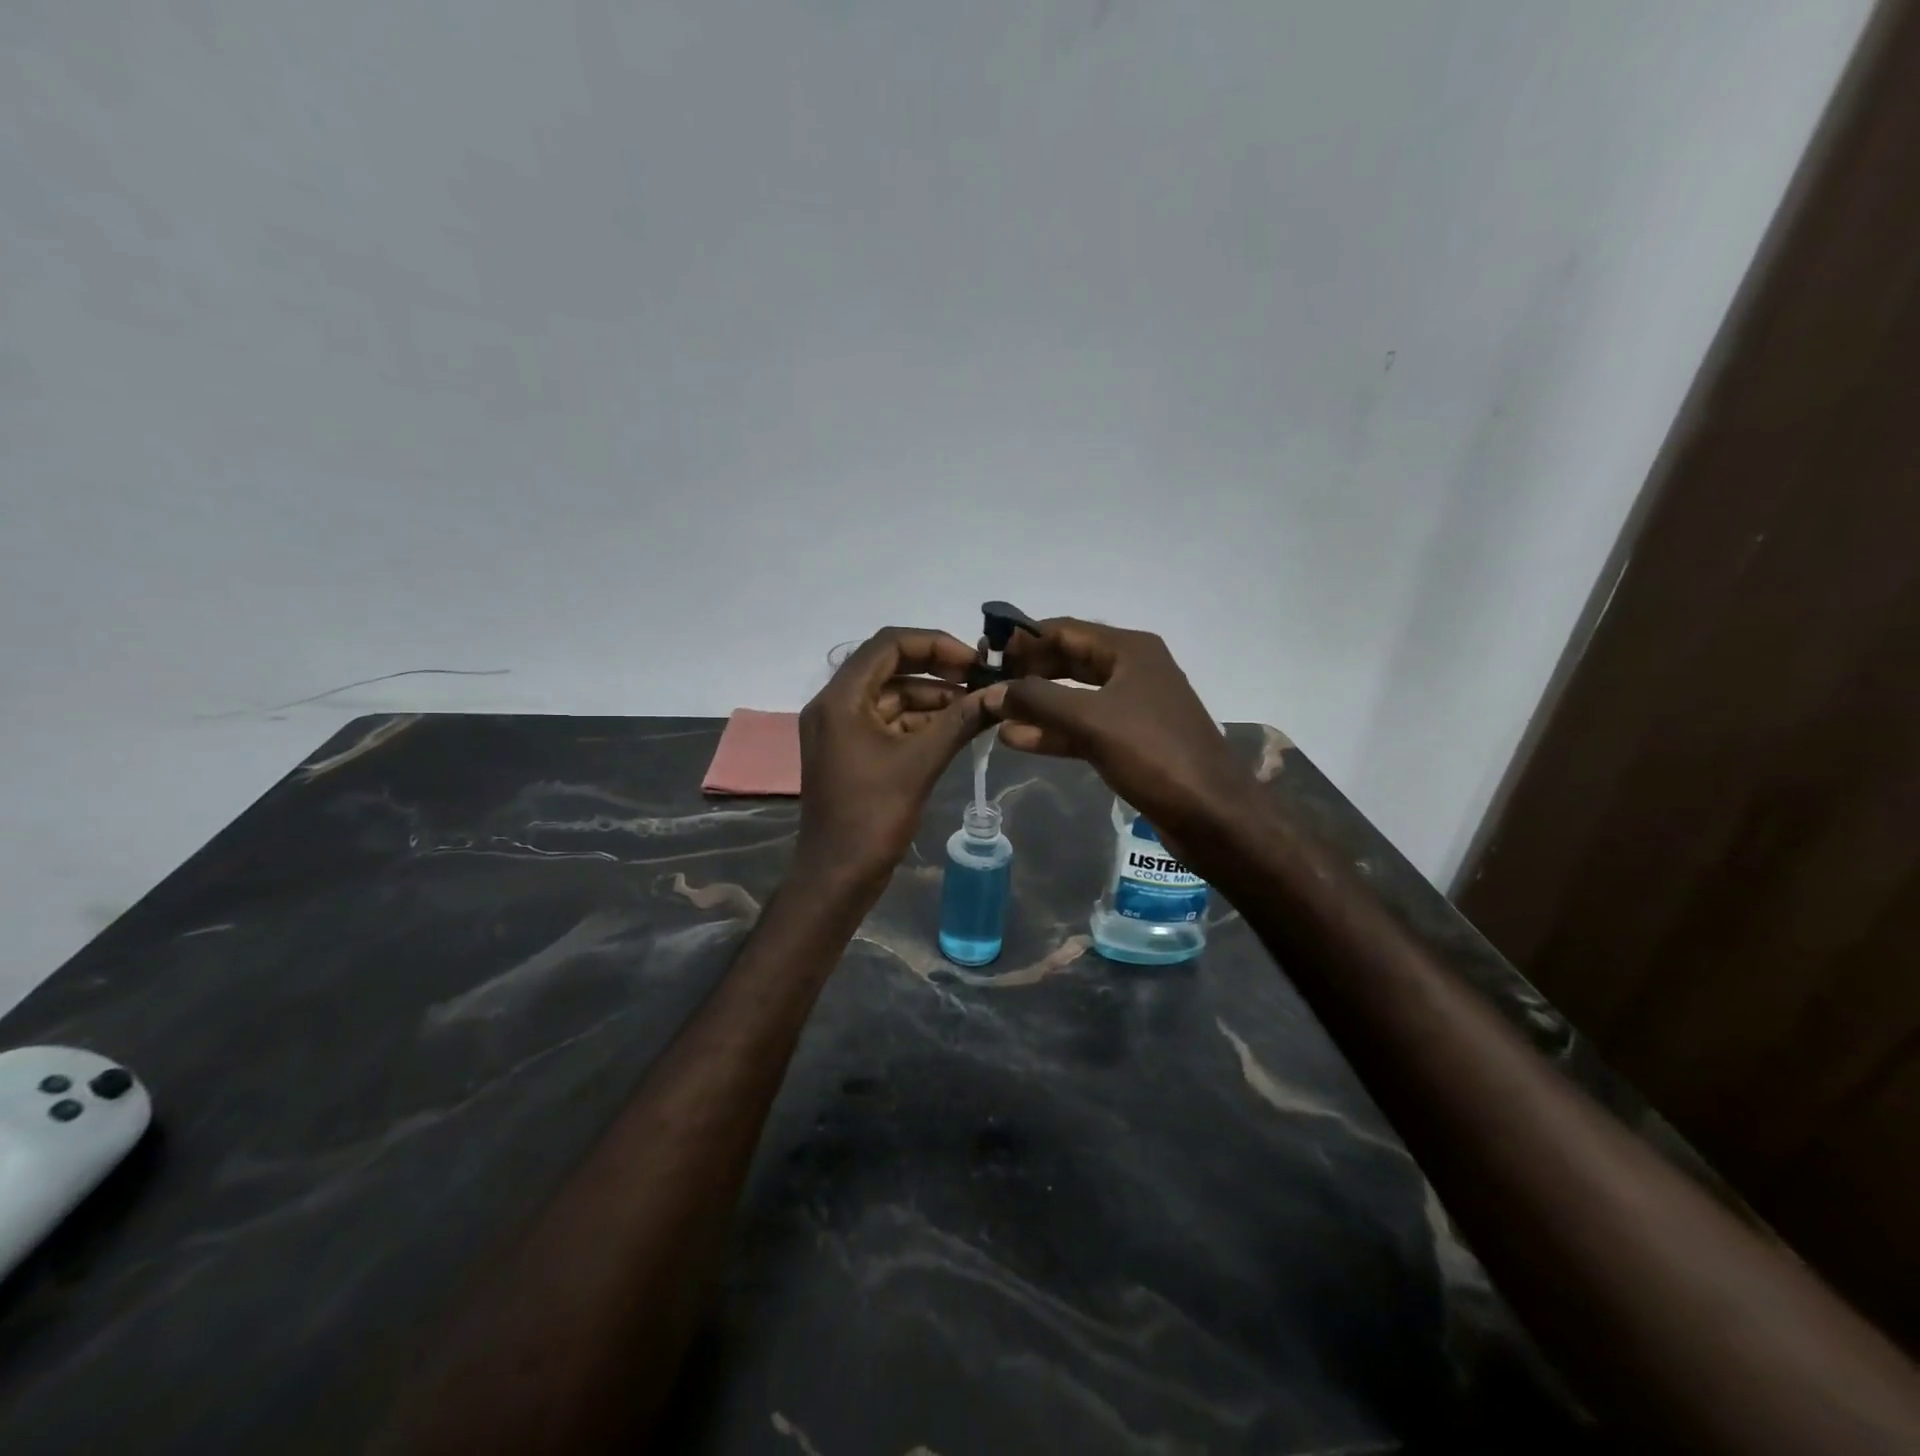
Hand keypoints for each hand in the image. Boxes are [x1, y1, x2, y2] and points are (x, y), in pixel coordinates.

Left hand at [795, 627, 989, 887]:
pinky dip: (920, 721)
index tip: (974, 661)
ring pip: (891, 695)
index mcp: (840, 698)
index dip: (935, 644)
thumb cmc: (872, 816)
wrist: (837, 875)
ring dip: (932, 697)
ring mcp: (841, 728)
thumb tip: (1000, 693)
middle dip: (937, 669)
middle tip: (979, 679)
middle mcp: (835, 704)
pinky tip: (956, 727)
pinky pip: (888, 721)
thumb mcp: (920, 763)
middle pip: (889, 666)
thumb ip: (960, 721)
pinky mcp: (851, 751)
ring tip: (976, 706)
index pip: (888, 644)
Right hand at [984, 619, 1253, 846]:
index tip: (986, 656)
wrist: (1212, 814)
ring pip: (1073, 697)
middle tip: (986, 686)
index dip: (1024, 640)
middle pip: (1068, 661)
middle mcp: (1132, 670)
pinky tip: (1018, 740)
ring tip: (994, 715)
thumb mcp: (1092, 720)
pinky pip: (1083, 727)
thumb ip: (1038, 701)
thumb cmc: (1154, 755)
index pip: (1065, 630)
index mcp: (1130, 650)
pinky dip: (1053, 732)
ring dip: (1036, 706)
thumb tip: (992, 692)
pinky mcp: (1130, 741)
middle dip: (1028, 673)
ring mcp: (1132, 707)